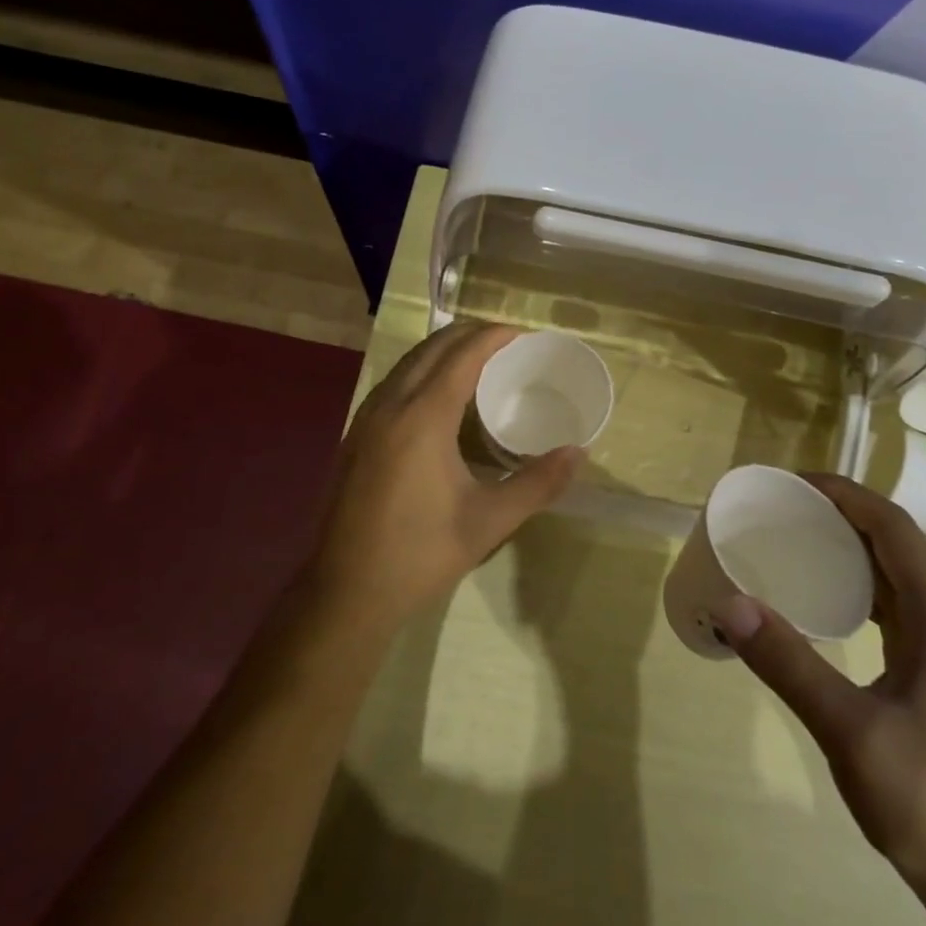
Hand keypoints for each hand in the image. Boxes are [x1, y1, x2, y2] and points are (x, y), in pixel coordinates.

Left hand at [305, 323, 582, 628]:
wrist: (346, 592)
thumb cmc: (421, 554)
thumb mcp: (489, 520)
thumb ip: (538, 482)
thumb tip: (578, 453)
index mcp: (422, 417)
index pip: (462, 356)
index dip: (492, 337)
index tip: (522, 334)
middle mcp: (390, 406)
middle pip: (431, 349)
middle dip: (468, 335)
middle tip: (505, 342)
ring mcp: (365, 420)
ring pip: (407, 364)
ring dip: (442, 351)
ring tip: (477, 361)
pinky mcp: (355, 437)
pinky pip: (393, 384)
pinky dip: (421, 372)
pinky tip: (438, 398)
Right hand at [709, 474, 925, 895]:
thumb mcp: (850, 730)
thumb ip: (789, 663)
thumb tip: (729, 603)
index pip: (893, 528)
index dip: (845, 495)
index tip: (793, 482)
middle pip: (895, 543)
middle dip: (842, 514)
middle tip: (782, 508)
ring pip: (895, 575)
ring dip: (850, 548)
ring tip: (795, 540)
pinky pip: (893, 607)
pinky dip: (856, 587)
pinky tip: (822, 600)